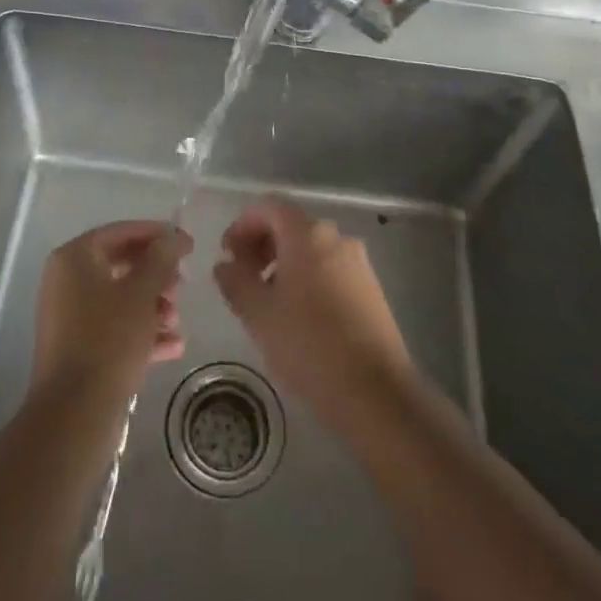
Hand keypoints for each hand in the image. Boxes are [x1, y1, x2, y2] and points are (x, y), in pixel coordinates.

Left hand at [31, 221, 191, 402]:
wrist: (75, 414)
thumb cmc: (109, 340)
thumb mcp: (142, 293)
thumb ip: (162, 258)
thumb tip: (176, 235)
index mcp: (74, 258)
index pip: (120, 232)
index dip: (157, 234)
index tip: (188, 244)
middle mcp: (67, 281)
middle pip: (121, 265)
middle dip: (157, 275)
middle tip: (183, 285)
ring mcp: (70, 316)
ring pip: (121, 298)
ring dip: (153, 306)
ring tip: (177, 321)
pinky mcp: (78, 348)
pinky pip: (114, 328)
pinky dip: (142, 332)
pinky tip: (174, 346)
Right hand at [214, 197, 413, 428]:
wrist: (376, 393)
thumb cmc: (309, 345)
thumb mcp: (258, 314)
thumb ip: (235, 281)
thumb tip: (225, 265)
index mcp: (308, 234)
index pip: (269, 207)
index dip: (243, 224)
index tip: (227, 255)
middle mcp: (337, 238)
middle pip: (291, 226)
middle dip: (261, 245)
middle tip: (242, 278)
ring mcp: (358, 263)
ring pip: (311, 249)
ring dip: (282, 263)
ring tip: (266, 301)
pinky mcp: (371, 289)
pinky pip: (329, 269)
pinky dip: (306, 278)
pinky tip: (297, 316)